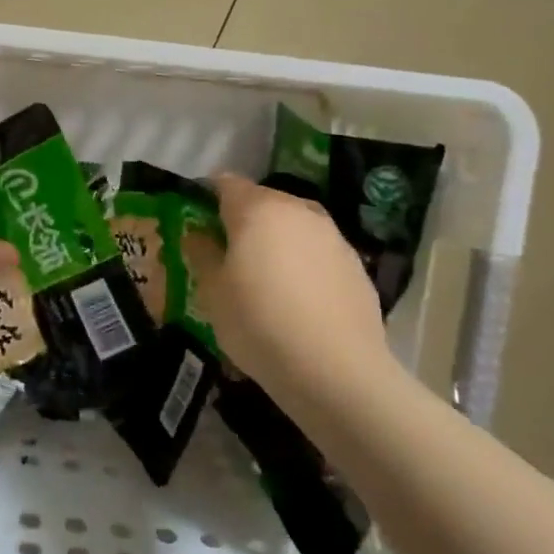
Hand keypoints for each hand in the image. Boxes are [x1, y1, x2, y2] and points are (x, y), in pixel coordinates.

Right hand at [206, 174, 394, 400]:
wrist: (336, 370)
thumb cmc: (259, 324)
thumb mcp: (213, 293)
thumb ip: (202, 254)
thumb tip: (198, 234)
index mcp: (257, 209)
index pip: (225, 183)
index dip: (208, 197)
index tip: (198, 221)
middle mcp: (297, 210)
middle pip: (263, 200)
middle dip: (243, 218)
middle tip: (228, 252)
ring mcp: (332, 235)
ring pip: (295, 223)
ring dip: (277, 238)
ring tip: (266, 275)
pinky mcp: (355, 263)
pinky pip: (319, 250)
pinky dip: (305, 261)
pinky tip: (299, 296)